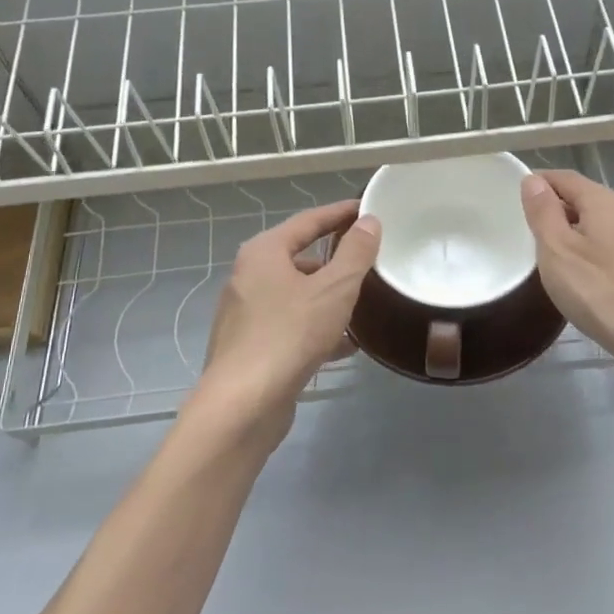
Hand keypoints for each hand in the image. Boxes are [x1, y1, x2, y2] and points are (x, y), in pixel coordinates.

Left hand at [196, 200, 381, 441]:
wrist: (243, 405)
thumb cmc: (290, 335)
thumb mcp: (334, 289)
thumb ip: (355, 253)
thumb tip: (369, 221)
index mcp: (263, 252)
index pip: (308, 221)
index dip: (339, 213)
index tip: (366, 209)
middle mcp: (249, 277)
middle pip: (300, 258)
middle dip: (336, 261)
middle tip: (370, 260)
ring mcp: (247, 314)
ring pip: (297, 295)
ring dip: (329, 297)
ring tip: (364, 304)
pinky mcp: (251, 347)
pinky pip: (291, 325)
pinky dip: (317, 328)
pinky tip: (346, 345)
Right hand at [520, 170, 613, 400]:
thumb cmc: (601, 292)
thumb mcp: (558, 250)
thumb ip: (543, 212)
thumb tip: (533, 181)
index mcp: (604, 201)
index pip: (564, 177)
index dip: (538, 183)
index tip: (511, 198)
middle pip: (583, 200)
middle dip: (554, 210)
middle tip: (524, 232)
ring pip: (598, 228)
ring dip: (572, 235)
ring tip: (547, 258)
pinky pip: (610, 251)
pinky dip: (590, 256)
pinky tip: (580, 281)